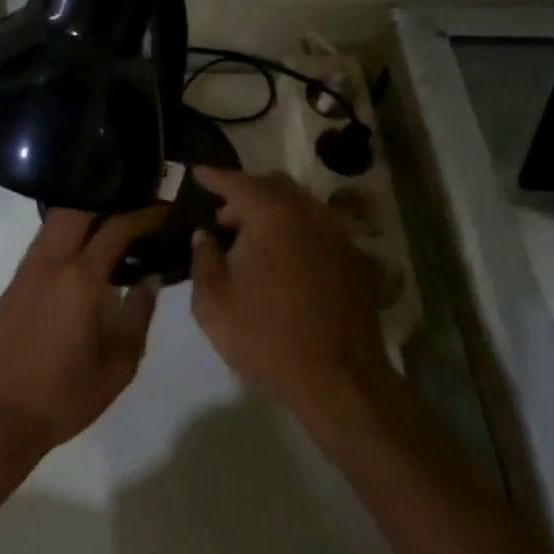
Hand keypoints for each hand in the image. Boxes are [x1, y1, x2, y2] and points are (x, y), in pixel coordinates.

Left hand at [0, 206, 167, 459]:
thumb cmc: (65, 396)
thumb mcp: (118, 365)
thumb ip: (138, 315)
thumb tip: (151, 278)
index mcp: (80, 280)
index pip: (117, 228)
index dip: (145, 214)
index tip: (165, 210)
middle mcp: (50, 263)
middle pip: (77, 208)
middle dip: (108, 199)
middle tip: (136, 207)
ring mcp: (26, 271)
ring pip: (54, 222)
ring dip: (84, 214)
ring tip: (112, 224)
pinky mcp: (12, 285)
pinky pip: (42, 243)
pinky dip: (66, 234)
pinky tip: (82, 252)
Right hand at [188, 168, 388, 425]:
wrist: (340, 379)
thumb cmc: (266, 338)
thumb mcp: (213, 303)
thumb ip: (203, 260)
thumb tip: (205, 237)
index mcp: (272, 215)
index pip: (237, 182)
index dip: (213, 176)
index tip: (197, 173)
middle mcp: (310, 213)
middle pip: (274, 186)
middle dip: (245, 195)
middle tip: (223, 222)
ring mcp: (339, 235)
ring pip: (301, 206)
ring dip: (273, 214)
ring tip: (253, 245)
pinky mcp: (357, 260)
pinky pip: (320, 231)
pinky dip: (297, 234)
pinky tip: (286, 264)